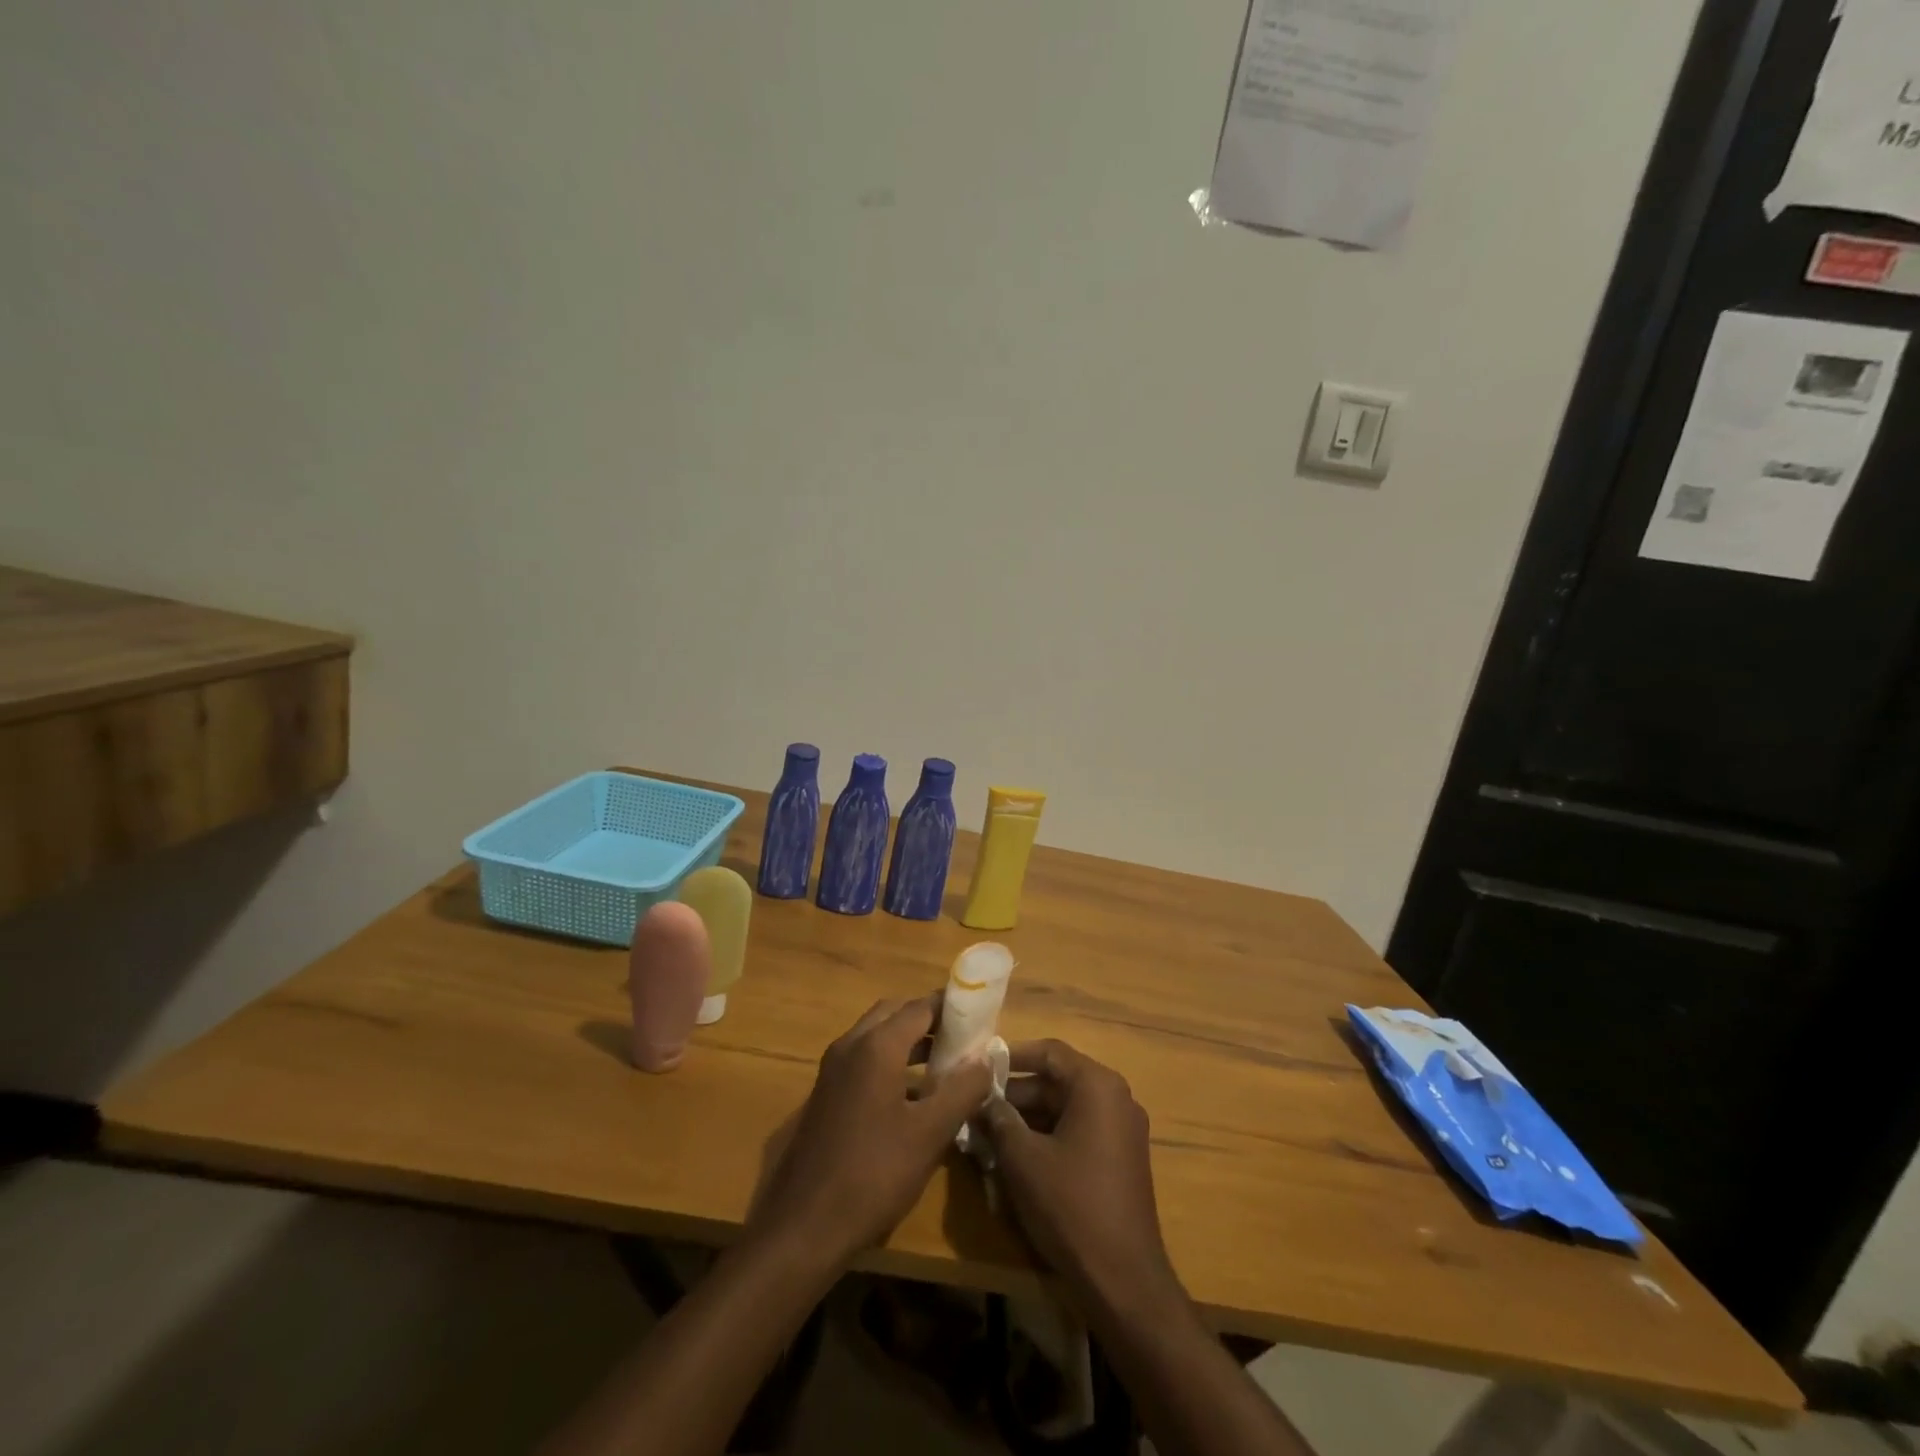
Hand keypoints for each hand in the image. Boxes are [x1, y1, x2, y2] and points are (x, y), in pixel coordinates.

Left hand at [750, 995, 993, 1271]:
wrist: (805, 1226)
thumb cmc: (874, 1174)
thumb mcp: (930, 1133)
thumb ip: (962, 1090)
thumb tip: (985, 1059)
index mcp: (876, 1046)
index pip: (920, 1007)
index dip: (951, 1007)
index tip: (981, 1014)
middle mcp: (850, 1045)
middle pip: (894, 1013)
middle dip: (928, 1019)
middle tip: (963, 1035)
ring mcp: (833, 1069)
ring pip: (876, 1036)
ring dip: (909, 1040)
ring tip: (947, 1061)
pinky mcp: (826, 1094)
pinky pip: (863, 1059)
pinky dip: (890, 1060)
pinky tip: (914, 1094)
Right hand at [977, 1040, 1182, 1316]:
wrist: (1125, 1281)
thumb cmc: (1071, 1206)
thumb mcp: (1023, 1159)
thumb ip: (999, 1119)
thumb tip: (982, 1098)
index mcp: (1098, 1085)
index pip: (1049, 1052)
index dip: (1011, 1056)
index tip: (979, 1066)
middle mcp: (1116, 1098)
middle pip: (1058, 1080)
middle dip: (1015, 1093)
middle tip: (976, 1106)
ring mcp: (1123, 1130)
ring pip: (1066, 1108)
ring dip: (1028, 1117)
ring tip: (988, 1133)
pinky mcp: (1121, 1159)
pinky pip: (1079, 1131)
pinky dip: (1048, 1136)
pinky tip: (1017, 1157)